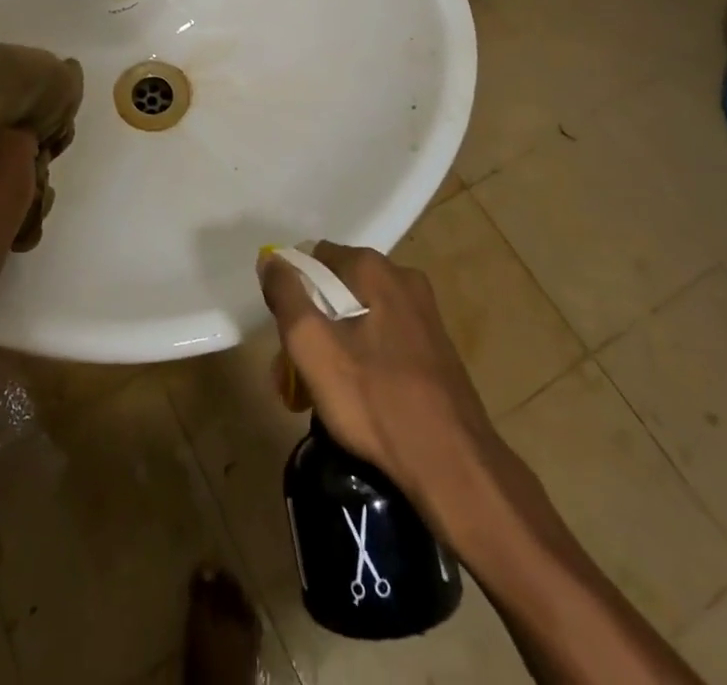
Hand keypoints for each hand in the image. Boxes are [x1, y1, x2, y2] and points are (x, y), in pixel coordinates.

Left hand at [0, 70, 38, 285]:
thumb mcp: (15, 149)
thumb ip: (25, 124)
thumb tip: (30, 120)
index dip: (5, 72)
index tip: (35, 75)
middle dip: (18, 106)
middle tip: (50, 107)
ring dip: (19, 135)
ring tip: (53, 137)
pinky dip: (13, 158)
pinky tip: (40, 165)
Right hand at [258, 243, 504, 523]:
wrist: (455, 467)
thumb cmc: (375, 400)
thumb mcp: (312, 346)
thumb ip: (286, 296)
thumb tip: (271, 259)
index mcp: (374, 268)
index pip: (315, 258)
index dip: (292, 294)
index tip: (286, 338)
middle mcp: (403, 279)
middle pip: (337, 290)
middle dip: (312, 327)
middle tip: (296, 376)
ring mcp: (425, 314)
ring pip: (361, 318)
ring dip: (335, 347)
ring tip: (322, 396)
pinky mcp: (437, 349)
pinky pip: (385, 340)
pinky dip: (364, 361)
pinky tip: (360, 400)